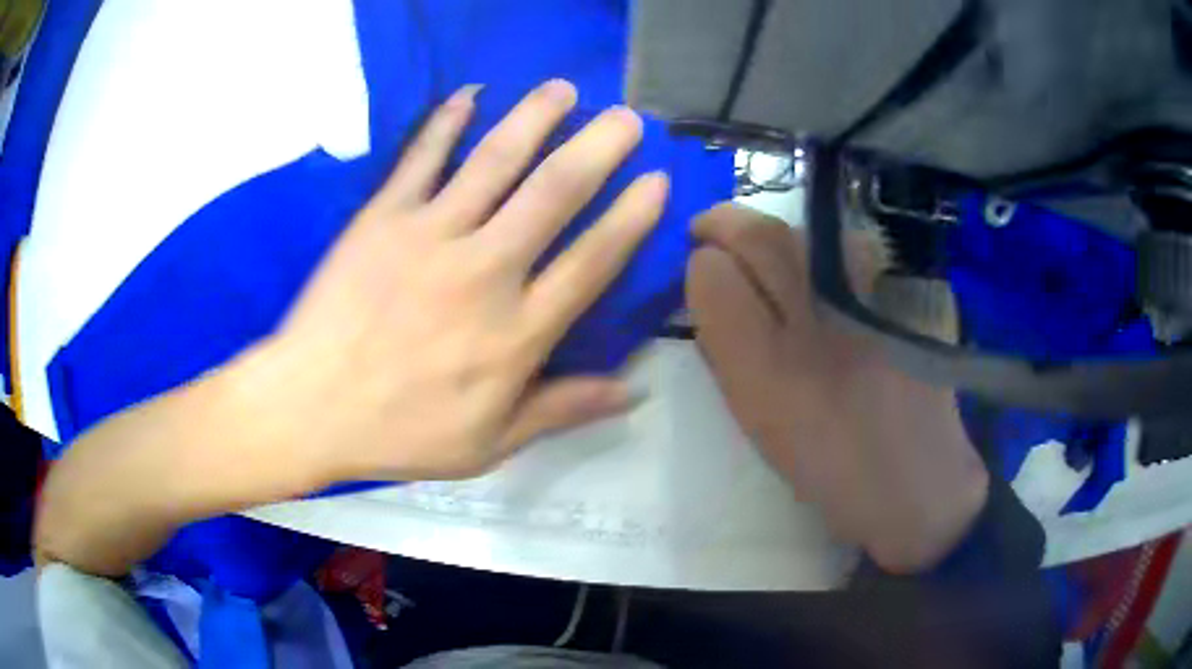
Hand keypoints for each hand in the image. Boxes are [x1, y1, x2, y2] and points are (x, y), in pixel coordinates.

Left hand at [252, 80, 667, 483]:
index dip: (631, 217)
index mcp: (516, 331)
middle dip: (599, 148)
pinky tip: (470, 93)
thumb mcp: (489, 444)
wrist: (309, 407)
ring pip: (495, 161)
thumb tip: (633, 393)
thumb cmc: (399, 432)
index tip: (656, 181)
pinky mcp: (383, 217)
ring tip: (564, 89)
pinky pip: (421, 158)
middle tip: (627, 117)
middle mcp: (484, 271)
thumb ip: (561, 411)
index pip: (592, 261)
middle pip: (554, 193)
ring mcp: (430, 235)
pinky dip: (446, 122)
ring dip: (535, 118)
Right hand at [687, 204, 988, 573]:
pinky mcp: (906, 294)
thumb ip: (728, 353)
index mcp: (770, 372)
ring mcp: (869, 300)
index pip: (713, 277)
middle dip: (724, 223)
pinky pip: (850, 248)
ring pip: (805, 234)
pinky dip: (822, 249)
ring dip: (772, 233)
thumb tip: (711, 292)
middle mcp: (818, 324)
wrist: (917, 480)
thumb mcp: (760, 422)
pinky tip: (821, 272)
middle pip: (760, 236)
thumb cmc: (831, 466)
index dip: (700, 264)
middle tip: (710, 229)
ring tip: (762, 250)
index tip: (699, 267)